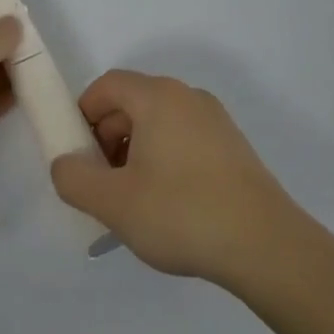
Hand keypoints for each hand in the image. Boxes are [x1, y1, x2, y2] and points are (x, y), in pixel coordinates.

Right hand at [50, 70, 297, 282]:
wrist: (268, 248)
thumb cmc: (183, 214)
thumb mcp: (113, 203)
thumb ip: (74, 179)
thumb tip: (65, 164)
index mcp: (157, 97)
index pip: (106, 86)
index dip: (82, 114)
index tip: (78, 155)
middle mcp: (187, 97)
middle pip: (132, 102)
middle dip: (107, 137)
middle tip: (102, 182)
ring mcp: (216, 121)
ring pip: (158, 123)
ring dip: (134, 151)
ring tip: (134, 200)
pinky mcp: (234, 148)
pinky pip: (184, 139)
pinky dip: (164, 159)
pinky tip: (170, 205)